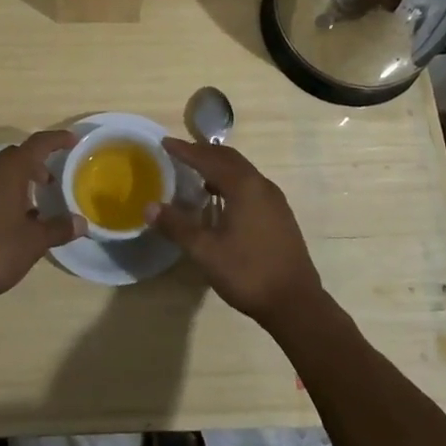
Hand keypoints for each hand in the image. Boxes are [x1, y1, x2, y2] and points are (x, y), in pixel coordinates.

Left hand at [0, 131, 82, 310]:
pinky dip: (2, 193)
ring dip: (18, 180)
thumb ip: (59, 228)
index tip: (73, 141)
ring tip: (34, 204)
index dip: (57, 139)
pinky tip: (10, 220)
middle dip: (37, 163)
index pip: (38, 143)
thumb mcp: (34, 242)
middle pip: (17, 155)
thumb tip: (82, 223)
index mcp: (9, 171)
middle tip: (52, 181)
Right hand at [153, 138, 323, 328]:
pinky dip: (232, 181)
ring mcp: (274, 199)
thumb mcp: (205, 251)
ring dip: (219, 167)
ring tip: (197, 175)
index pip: (208, 159)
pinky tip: (222, 200)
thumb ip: (177, 226)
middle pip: (228, 158)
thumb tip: (149, 207)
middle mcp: (261, 184)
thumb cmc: (247, 272)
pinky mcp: (280, 214)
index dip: (185, 150)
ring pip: (242, 171)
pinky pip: (251, 185)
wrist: (296, 303)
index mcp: (243, 186)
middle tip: (180, 153)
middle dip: (203, 153)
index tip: (165, 142)